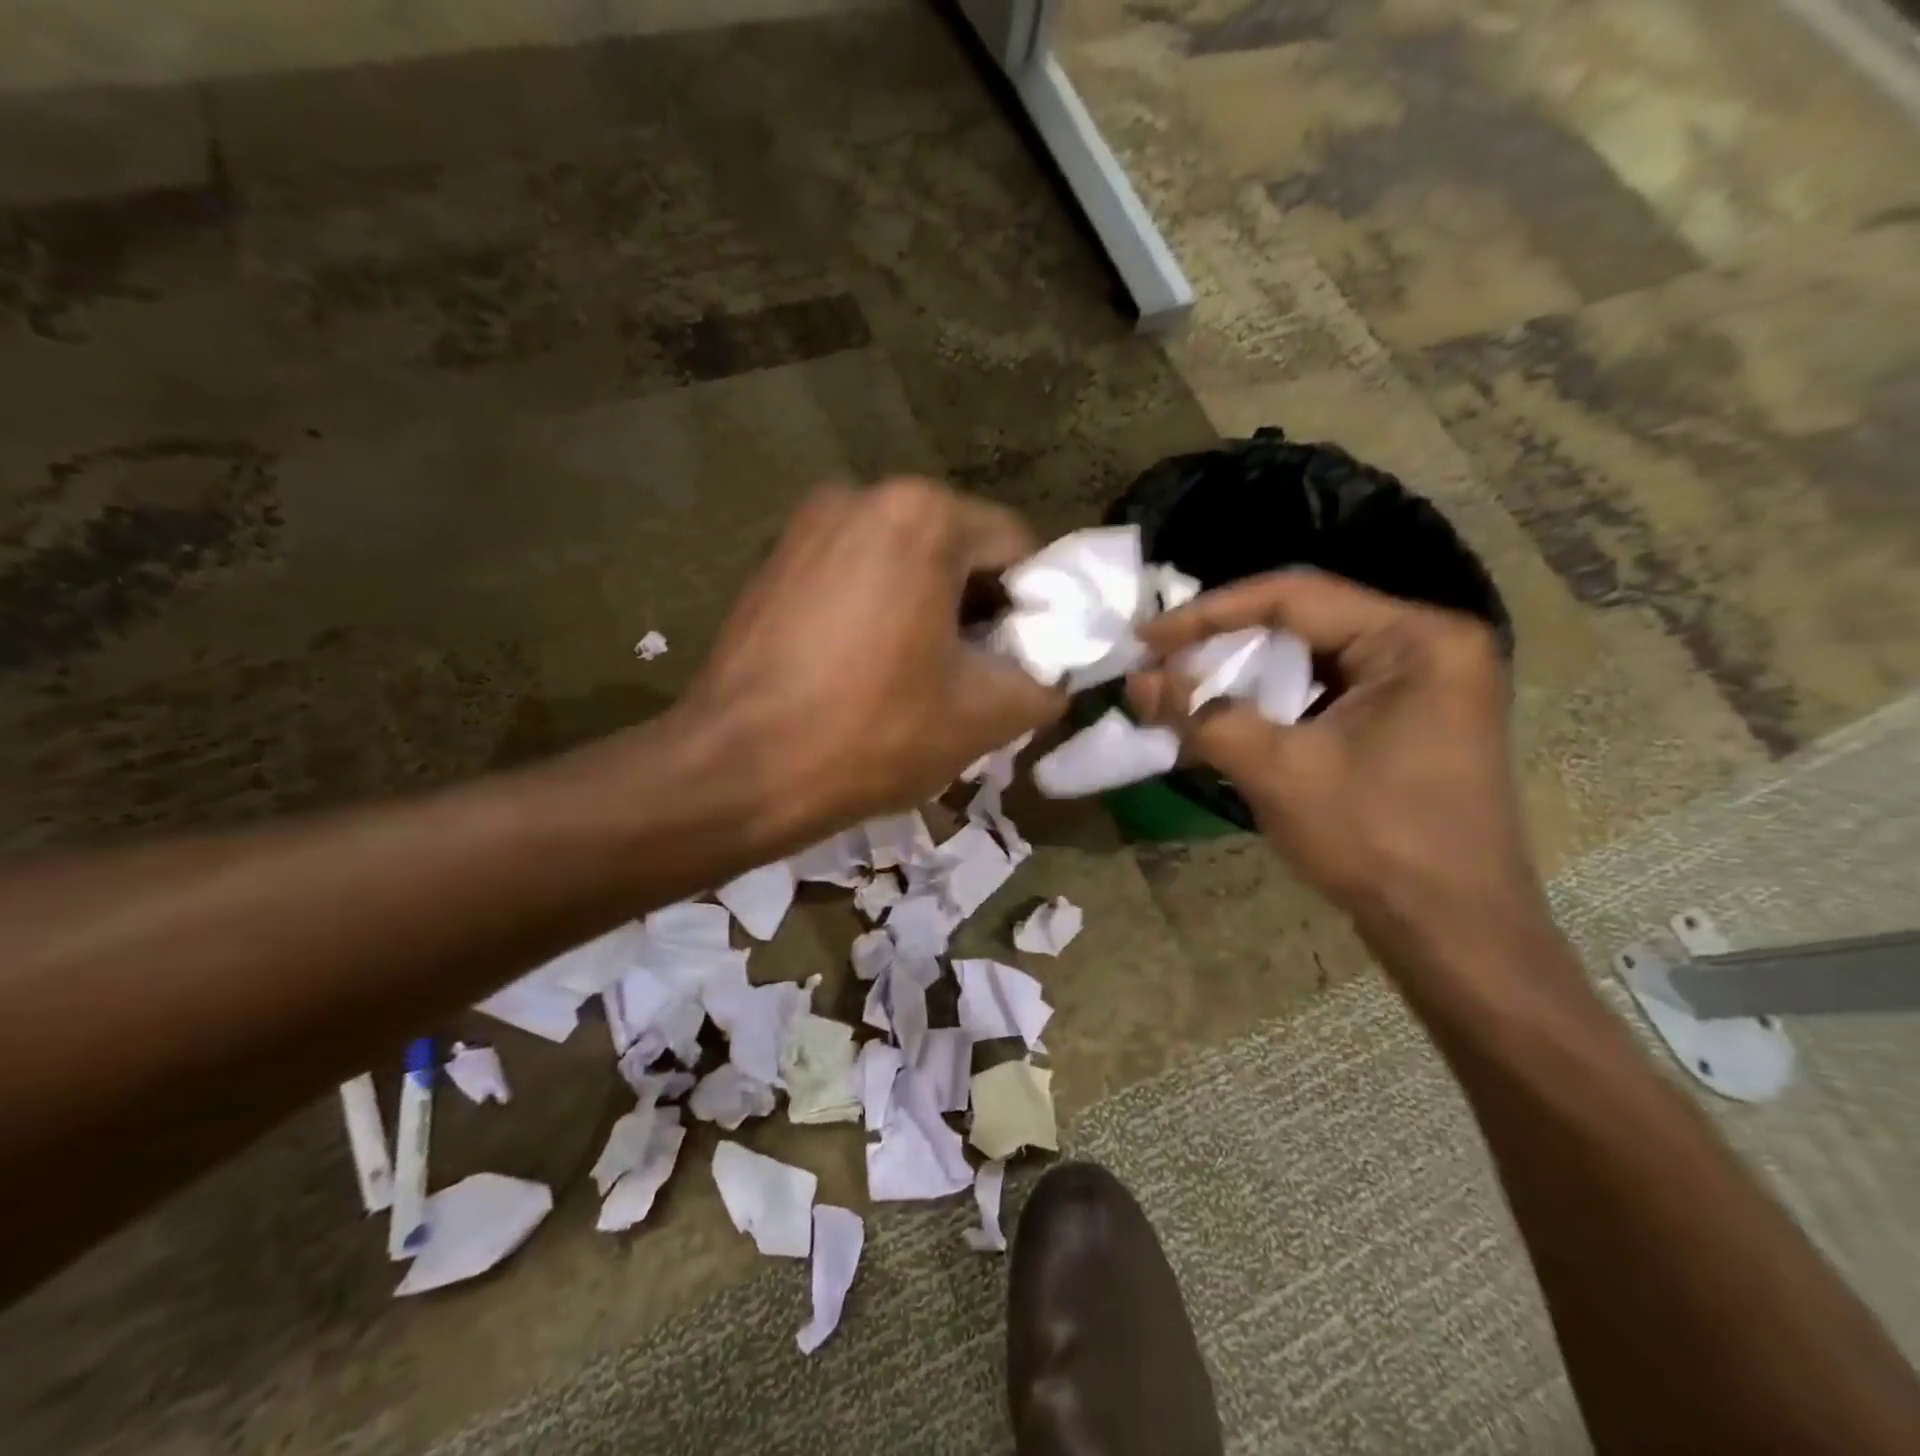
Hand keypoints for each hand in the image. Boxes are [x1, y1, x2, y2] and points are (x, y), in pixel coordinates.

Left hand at [683, 478, 1064, 833]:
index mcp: (922, 516)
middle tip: (978, 676)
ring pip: (904, 562)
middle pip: (956, 549)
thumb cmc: (869, 733)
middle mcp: (862, 496)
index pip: (1016, 548)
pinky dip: (879, 610)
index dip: (1034, 607)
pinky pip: (855, 575)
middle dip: (978, 609)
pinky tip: (868, 669)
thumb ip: (1041, 686)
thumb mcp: (982, 716)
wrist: (736, 770)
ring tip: (922, 678)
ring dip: (929, 610)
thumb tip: (1052, 681)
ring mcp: (808, 525)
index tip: (1023, 662)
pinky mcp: (773, 561)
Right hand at [1128, 570, 1544, 954]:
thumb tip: (1137, 680)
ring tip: (1179, 694)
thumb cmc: (1375, 841)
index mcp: (1415, 639)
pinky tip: (1222, 723)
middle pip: (1300, 623)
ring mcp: (1419, 684)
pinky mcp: (1404, 720)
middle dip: (1221, 647)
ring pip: (1306, 659)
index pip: (1293, 596)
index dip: (1208, 614)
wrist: (1454, 933)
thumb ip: (1202, 716)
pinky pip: (1322, 693)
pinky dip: (1268, 706)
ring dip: (1240, 678)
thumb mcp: (1278, 771)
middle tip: (1159, 666)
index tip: (1146, 637)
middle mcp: (1425, 645)